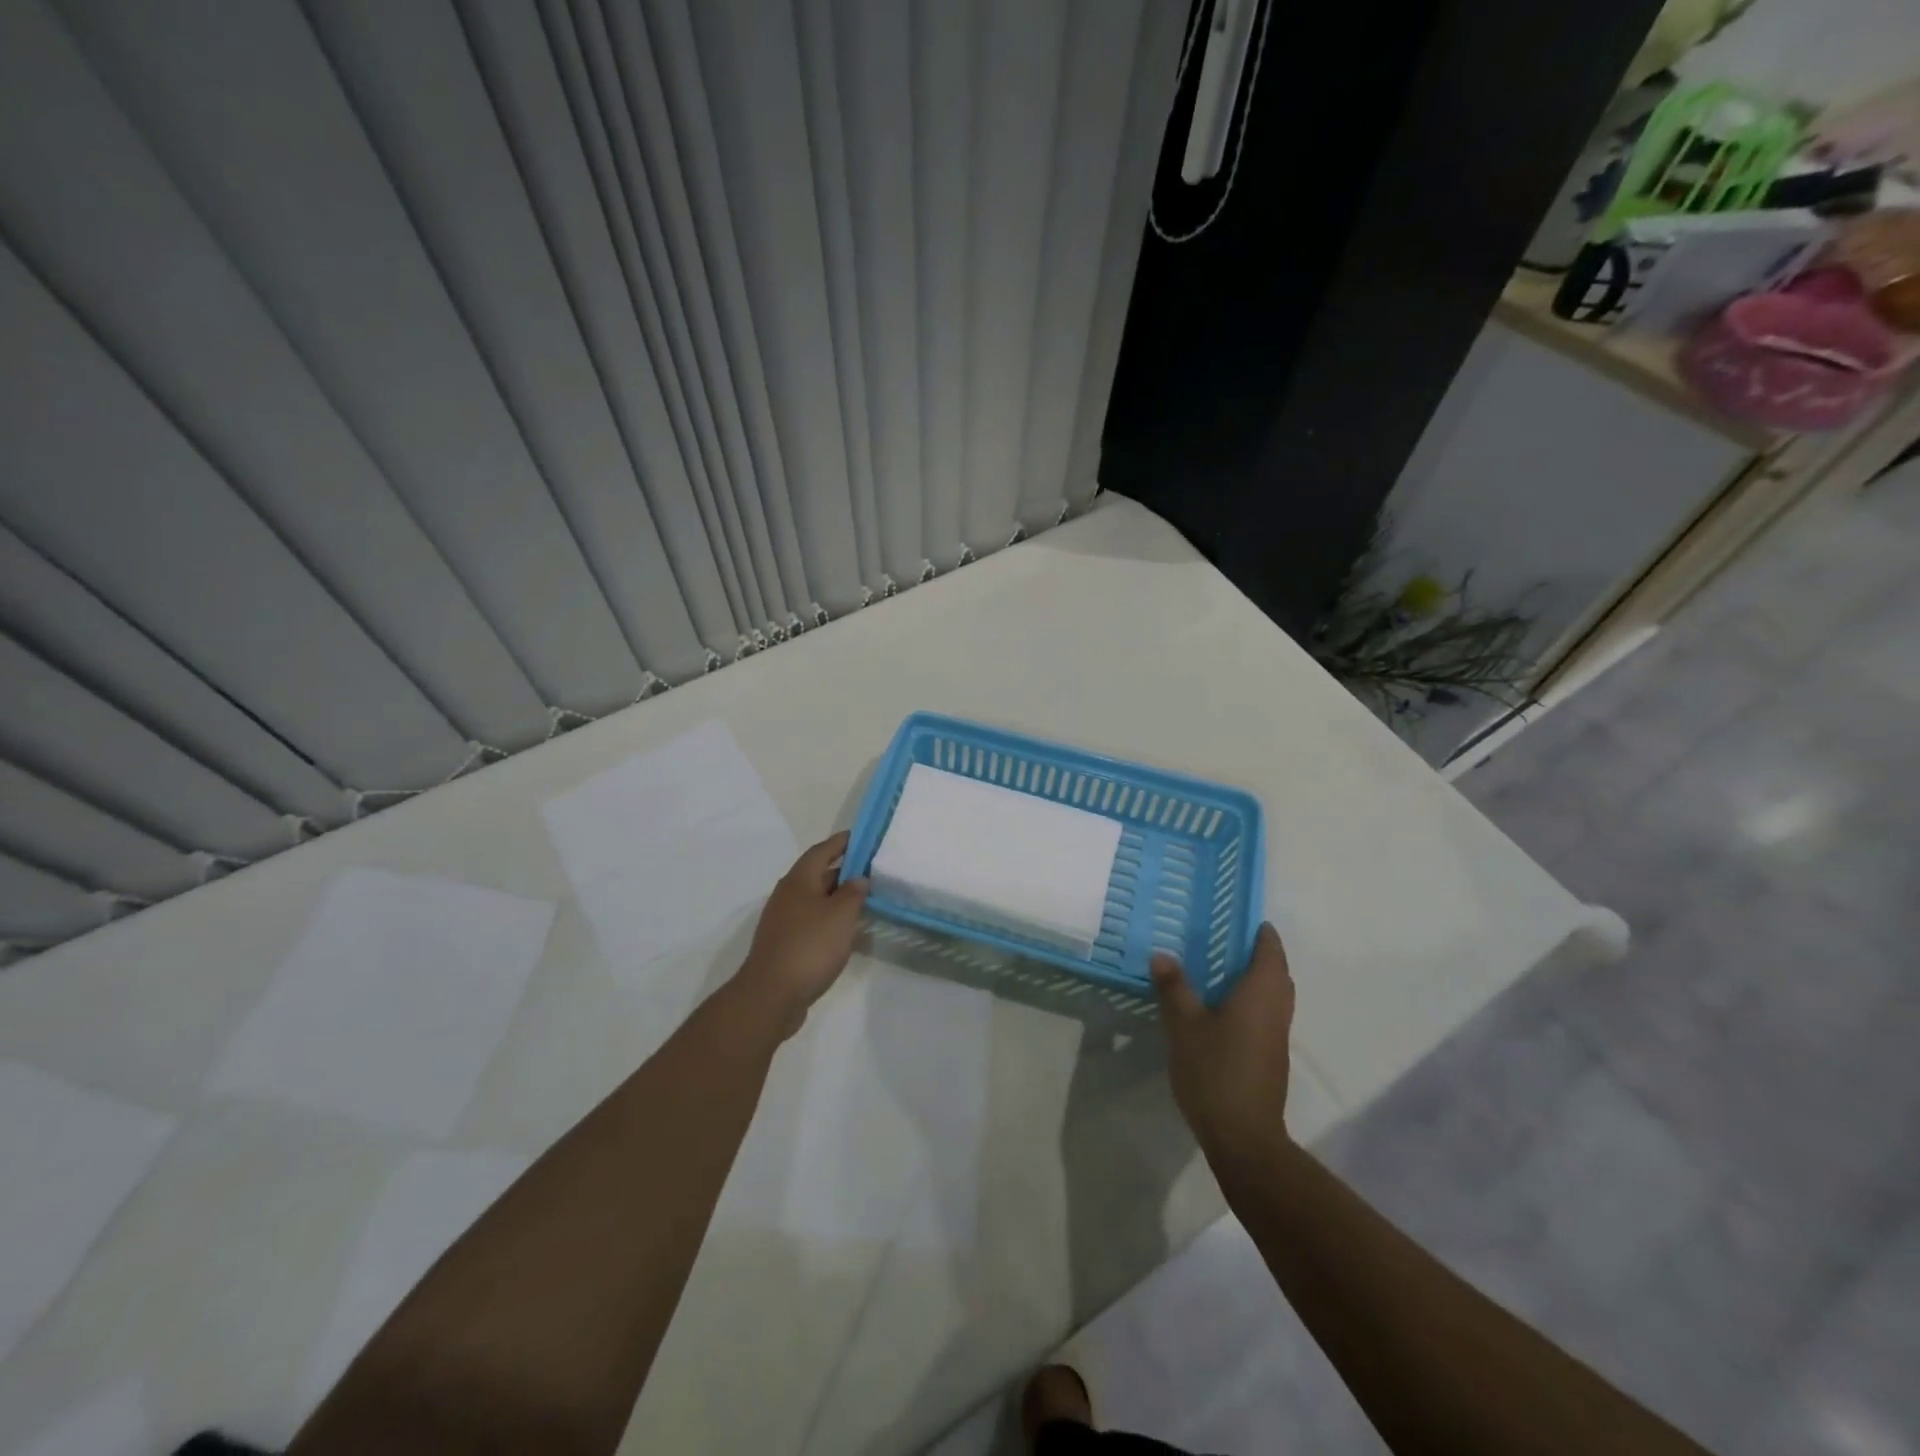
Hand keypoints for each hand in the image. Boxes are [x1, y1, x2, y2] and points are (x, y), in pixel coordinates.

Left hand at [736, 831, 868, 1035]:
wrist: (771, 995)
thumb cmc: (810, 946)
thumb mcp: (841, 915)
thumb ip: (854, 892)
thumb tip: (858, 878)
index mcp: (798, 880)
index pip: (821, 851)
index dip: (841, 842)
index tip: (861, 837)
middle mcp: (787, 895)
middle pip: (817, 875)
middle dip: (843, 872)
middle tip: (871, 873)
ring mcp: (782, 921)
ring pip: (814, 901)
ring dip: (837, 899)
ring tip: (864, 903)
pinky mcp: (784, 944)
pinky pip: (811, 922)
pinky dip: (829, 921)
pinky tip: (846, 934)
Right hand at [1151, 923, 1295, 1165]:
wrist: (1243, 1136)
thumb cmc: (1215, 1070)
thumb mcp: (1184, 1025)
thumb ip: (1174, 988)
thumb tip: (1162, 955)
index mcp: (1260, 993)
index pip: (1270, 951)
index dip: (1260, 932)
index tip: (1241, 917)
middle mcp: (1276, 1009)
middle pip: (1277, 972)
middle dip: (1258, 954)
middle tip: (1225, 940)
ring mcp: (1277, 1036)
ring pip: (1274, 995)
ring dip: (1255, 979)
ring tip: (1219, 970)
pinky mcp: (1271, 1056)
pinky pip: (1266, 1014)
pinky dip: (1251, 1001)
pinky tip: (1221, 1008)